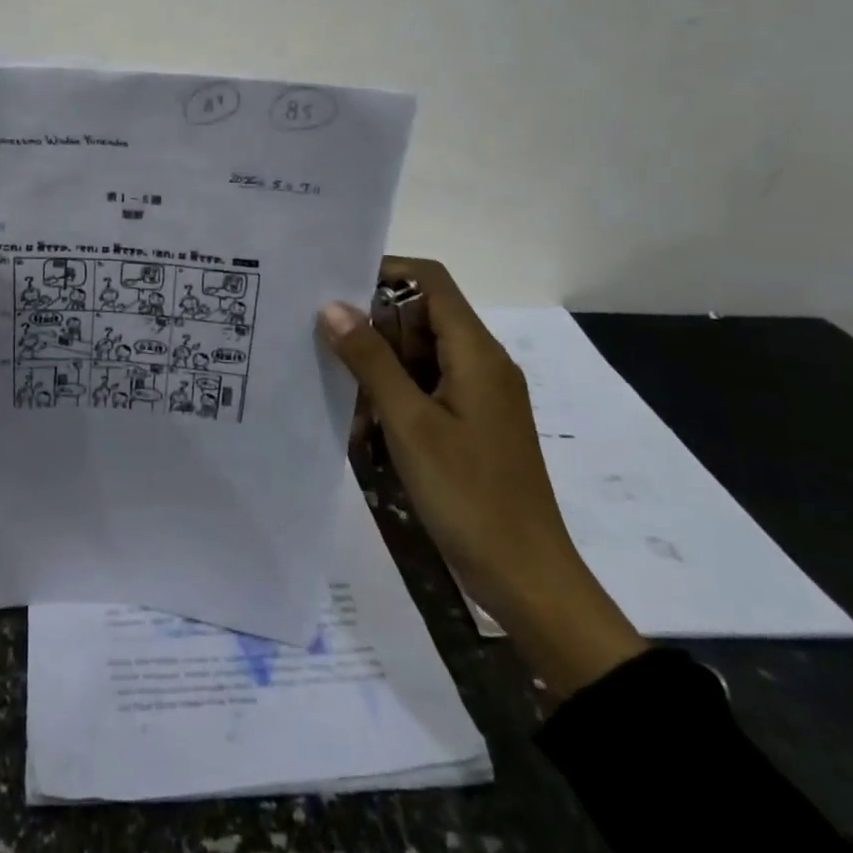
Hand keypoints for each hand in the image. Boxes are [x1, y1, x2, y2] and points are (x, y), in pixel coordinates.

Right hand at [320, 259, 645, 696]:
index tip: (333, 288)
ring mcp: (478, 395)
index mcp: (476, 352)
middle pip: (420, 316)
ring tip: (342, 394)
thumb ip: (370, 360)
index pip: (429, 281)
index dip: (383, 272)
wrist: (528, 580)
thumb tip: (331, 305)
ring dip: (379, 368)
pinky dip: (394, 396)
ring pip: (418, 354)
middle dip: (373, 327)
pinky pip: (425, 388)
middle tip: (325, 348)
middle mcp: (481, 364)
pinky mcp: (470, 424)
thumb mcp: (410, 423)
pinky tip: (365, 424)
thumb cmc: (469, 495)